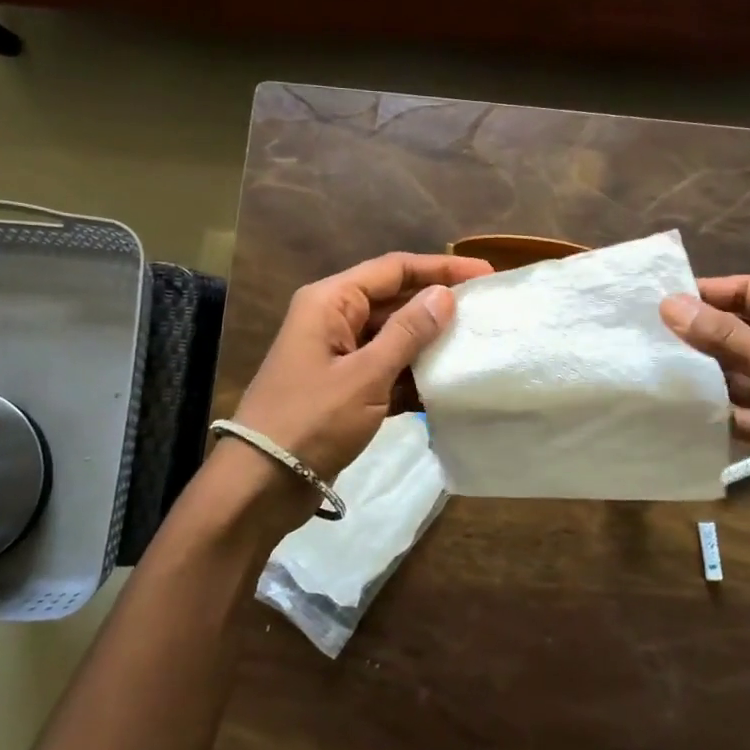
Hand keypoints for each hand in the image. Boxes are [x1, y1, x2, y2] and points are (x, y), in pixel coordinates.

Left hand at [230, 251, 493, 487]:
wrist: (263, 482)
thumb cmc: (312, 419)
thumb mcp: (366, 374)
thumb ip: (407, 332)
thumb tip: (443, 295)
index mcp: (331, 302)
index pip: (394, 269)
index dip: (440, 268)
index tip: (485, 275)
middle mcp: (334, 319)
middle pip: (394, 300)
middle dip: (437, 305)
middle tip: (485, 311)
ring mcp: (338, 355)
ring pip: (392, 337)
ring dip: (429, 343)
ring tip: (474, 346)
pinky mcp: (344, 388)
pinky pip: (386, 370)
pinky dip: (413, 376)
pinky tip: (447, 386)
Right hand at [660, 275, 749, 553]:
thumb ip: (728, 340)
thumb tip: (669, 305)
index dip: (709, 292)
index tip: (660, 296)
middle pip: (739, 332)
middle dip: (699, 333)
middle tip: (645, 332)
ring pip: (733, 372)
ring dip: (699, 371)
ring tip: (649, 365)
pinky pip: (733, 409)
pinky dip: (708, 408)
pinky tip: (672, 405)